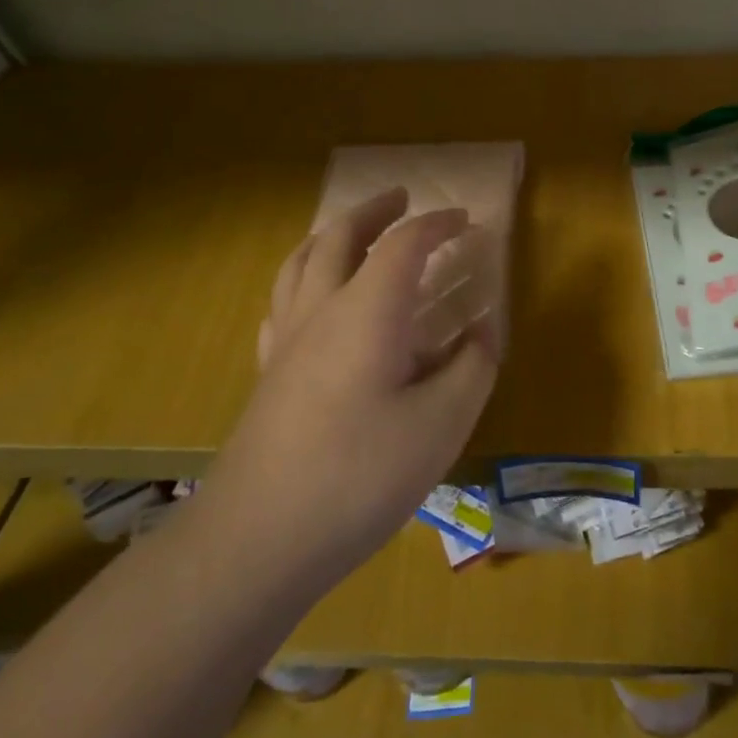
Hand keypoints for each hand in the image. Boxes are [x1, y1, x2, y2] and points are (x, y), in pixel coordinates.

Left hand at [201, 188, 498, 590]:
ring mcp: (286, 341)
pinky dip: (303, 279)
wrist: (258, 539)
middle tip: (402, 198)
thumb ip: (471, 368)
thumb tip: (479, 333)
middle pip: (340, 236)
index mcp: (367, 310)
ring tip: (353, 232)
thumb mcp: (442, 424)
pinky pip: (282, 302)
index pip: (404, 244)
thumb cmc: (360, 475)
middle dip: (374, 211)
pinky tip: (313, 300)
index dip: (437, 224)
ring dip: (332, 234)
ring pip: (300, 261)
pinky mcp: (268, 374)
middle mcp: (321, 310)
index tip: (467, 221)